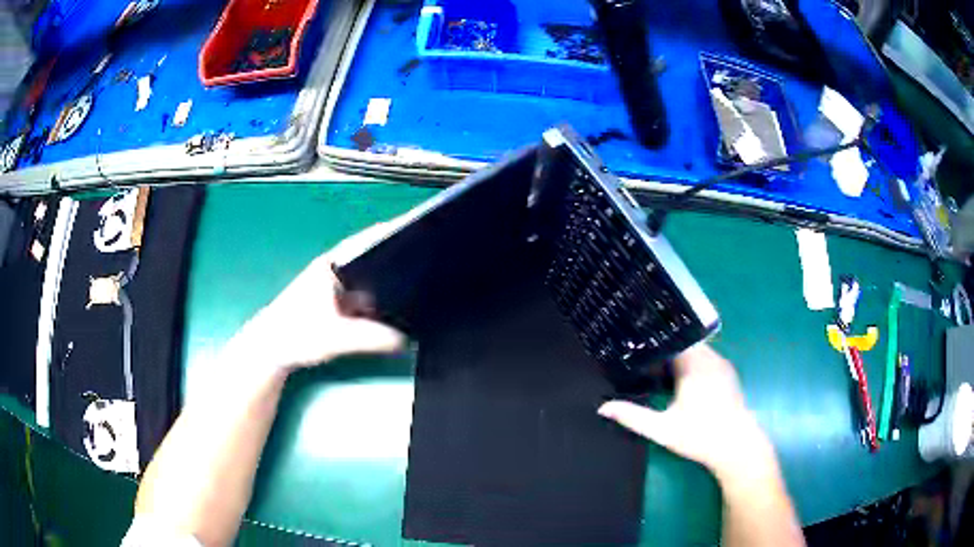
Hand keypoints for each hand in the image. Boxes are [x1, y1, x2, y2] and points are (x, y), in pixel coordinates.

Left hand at [223, 222, 406, 372]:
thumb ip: (369, 338)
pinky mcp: (338, 303)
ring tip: (422, 280)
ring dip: (389, 280)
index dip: (391, 231)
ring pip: (370, 279)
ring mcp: (337, 287)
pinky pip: (366, 296)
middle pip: (372, 257)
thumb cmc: (295, 334)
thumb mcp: (334, 338)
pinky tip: (399, 307)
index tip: (419, 224)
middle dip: (398, 256)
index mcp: (331, 265)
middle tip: (429, 257)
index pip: (367, 240)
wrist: (270, 350)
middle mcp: (335, 270)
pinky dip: (381, 299)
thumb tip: (405, 339)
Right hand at [598, 343, 775, 480]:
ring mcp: (721, 364)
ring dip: (679, 356)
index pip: (670, 340)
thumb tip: (603, 407)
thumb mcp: (662, 429)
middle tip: (643, 358)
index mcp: (693, 365)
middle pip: (683, 342)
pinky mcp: (728, 373)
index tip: (634, 346)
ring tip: (658, 366)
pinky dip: (692, 362)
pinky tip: (682, 379)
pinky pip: (706, 357)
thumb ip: (633, 416)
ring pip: (696, 349)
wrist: (736, 446)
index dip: (652, 342)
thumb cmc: (699, 436)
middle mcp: (709, 358)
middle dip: (664, 349)